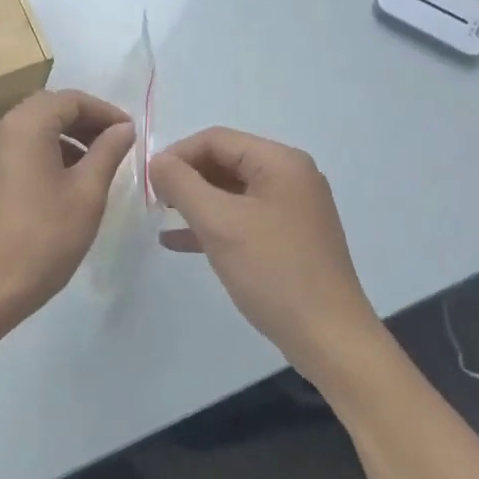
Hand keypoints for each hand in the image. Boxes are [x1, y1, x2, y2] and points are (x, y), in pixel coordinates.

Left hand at [0, 89, 135, 328]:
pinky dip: (42, 154)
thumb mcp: (87, 192)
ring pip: (30, 130)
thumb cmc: (46, 236)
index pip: (70, 100)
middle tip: (114, 145)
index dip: (104, 111)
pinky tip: (61, 183)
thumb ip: (108, 151)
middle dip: (84, 122)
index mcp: (24, 125)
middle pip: (47, 109)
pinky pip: (15, 151)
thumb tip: (123, 128)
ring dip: (64, 138)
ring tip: (93, 166)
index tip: (129, 132)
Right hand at [150, 127, 380, 374]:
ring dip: (196, 201)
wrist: (329, 339)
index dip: (177, 154)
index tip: (148, 181)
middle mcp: (291, 176)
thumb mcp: (219, 223)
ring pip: (232, 190)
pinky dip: (213, 223)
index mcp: (280, 162)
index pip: (216, 139)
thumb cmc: (273, 272)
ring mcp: (293, 207)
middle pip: (225, 161)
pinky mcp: (290, 236)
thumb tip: (157, 161)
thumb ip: (181, 184)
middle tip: (154, 200)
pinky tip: (180, 241)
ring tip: (162, 216)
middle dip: (186, 177)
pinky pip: (243, 216)